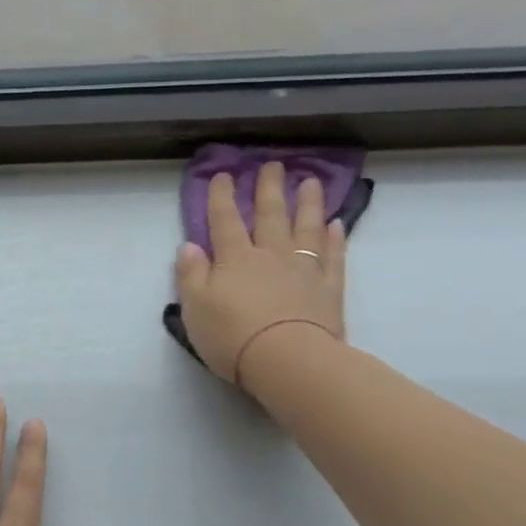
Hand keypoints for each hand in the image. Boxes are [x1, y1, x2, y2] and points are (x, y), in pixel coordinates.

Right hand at [174, 164, 346, 391]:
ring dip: (307, 204)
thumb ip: (190, 274)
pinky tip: (336, 224)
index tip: (223, 175)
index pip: (225, 220)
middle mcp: (270, 255)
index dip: (221, 197)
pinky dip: (335, 239)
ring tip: (309, 182)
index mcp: (235, 259)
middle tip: (273, 165)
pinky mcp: (329, 289)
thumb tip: (189, 246)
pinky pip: (333, 256)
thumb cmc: (232, 335)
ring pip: (306, 228)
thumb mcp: (195, 307)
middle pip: (270, 215)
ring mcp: (304, 269)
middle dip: (268, 189)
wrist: (288, 360)